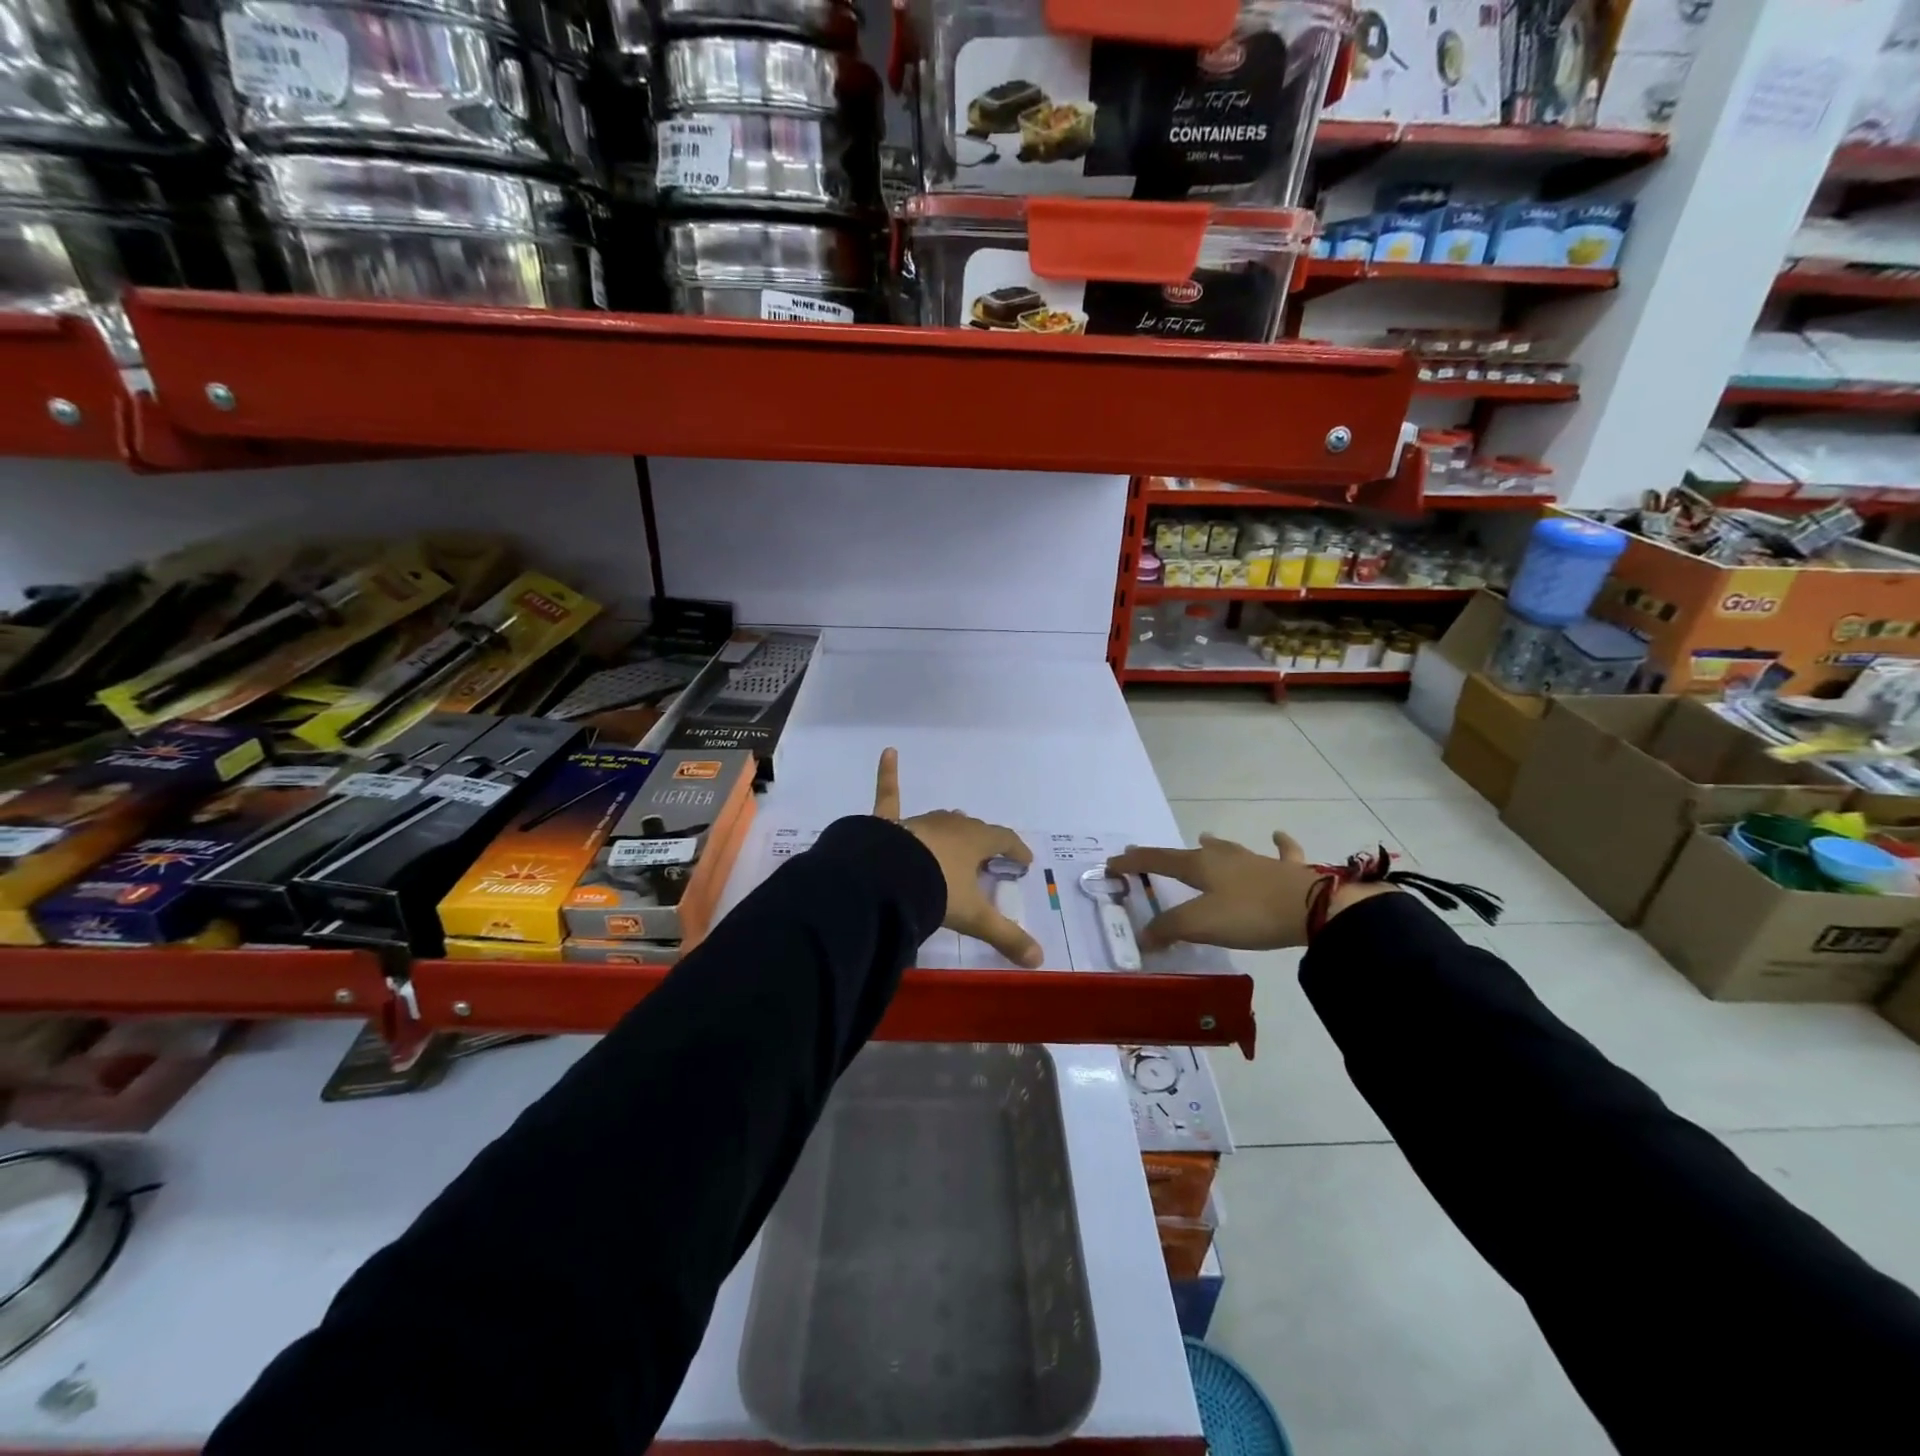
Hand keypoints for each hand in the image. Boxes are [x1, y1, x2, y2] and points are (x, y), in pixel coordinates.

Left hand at [872, 749, 1042, 967]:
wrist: (887, 879)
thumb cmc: (937, 892)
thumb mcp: (974, 917)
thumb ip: (1006, 937)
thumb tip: (1039, 960)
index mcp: (975, 842)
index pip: (1003, 840)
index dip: (1016, 849)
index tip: (1023, 860)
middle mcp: (950, 826)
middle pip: (972, 829)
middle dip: (982, 841)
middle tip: (987, 857)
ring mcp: (919, 821)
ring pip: (941, 820)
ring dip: (951, 829)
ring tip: (955, 837)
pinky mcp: (889, 823)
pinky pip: (889, 795)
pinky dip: (887, 774)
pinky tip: (888, 752)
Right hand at [1107, 832, 1394, 950]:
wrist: (1313, 908)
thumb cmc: (1249, 913)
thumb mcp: (1200, 924)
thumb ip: (1169, 929)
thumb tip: (1143, 936)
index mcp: (1200, 865)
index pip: (1158, 860)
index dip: (1134, 863)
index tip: (1112, 863)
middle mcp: (1225, 856)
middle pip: (1190, 852)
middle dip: (1168, 856)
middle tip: (1152, 858)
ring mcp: (1257, 860)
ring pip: (1229, 849)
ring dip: (1214, 845)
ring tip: (1204, 838)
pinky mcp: (1287, 871)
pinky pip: (1281, 853)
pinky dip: (1278, 845)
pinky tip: (1278, 836)